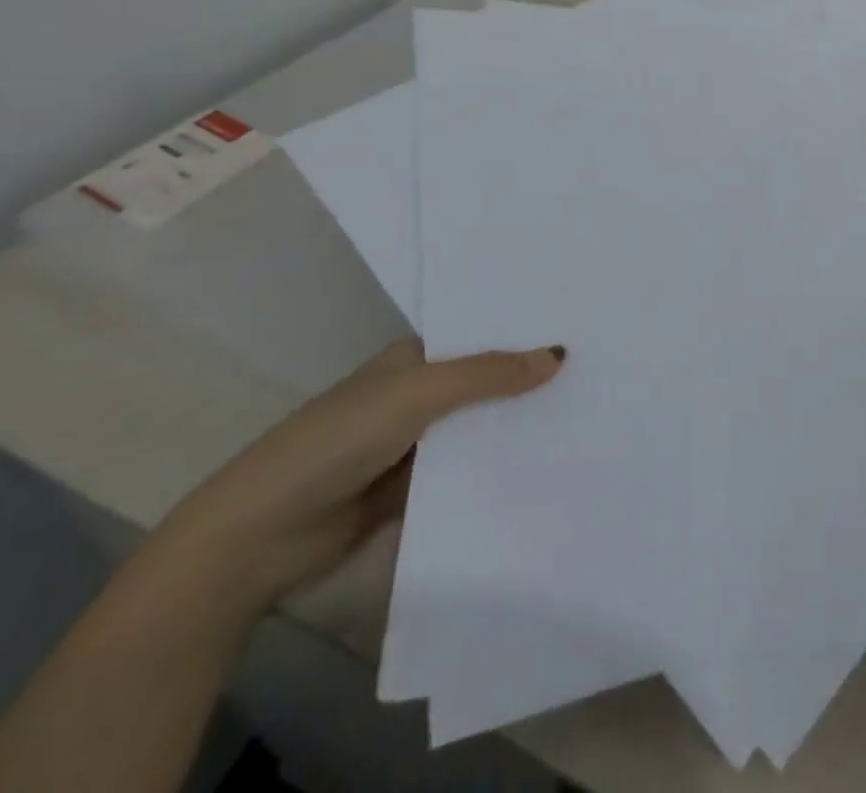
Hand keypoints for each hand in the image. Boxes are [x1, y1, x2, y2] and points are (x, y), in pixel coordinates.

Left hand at [150, 338, 565, 612]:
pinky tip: (550, 465)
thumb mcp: (416, 394)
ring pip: (483, 427)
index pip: (482, 335)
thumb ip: (487, 374)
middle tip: (603, 371)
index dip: (526, 331)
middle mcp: (420, 394)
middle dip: (532, 379)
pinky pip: (471, 471)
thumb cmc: (336, 441)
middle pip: (488, 382)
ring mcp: (419, 444)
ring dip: (521, 426)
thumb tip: (559, 354)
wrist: (261, 538)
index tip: (584, 327)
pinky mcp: (418, 490)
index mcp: (415, 358)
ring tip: (592, 415)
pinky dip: (502, 468)